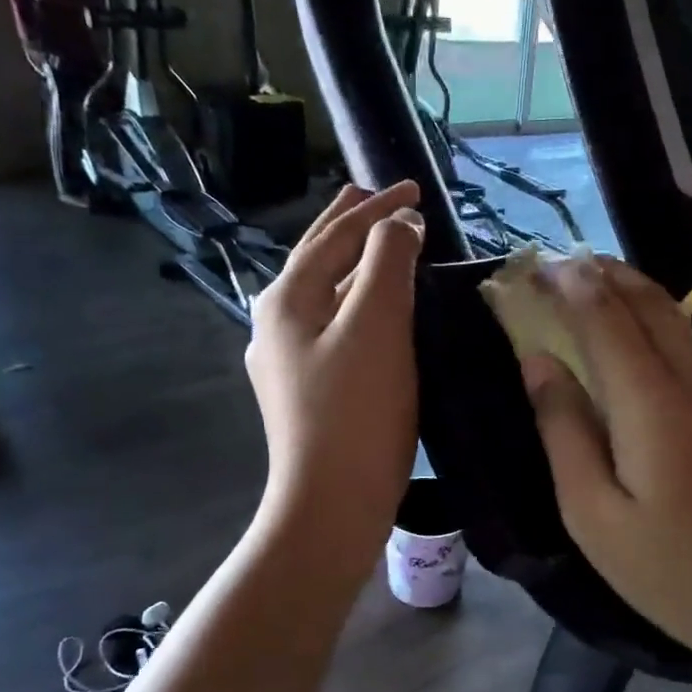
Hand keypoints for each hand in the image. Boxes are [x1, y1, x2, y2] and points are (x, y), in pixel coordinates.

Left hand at [245, 182, 423, 580]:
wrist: (331, 502)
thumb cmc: (356, 412)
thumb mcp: (377, 326)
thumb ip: (387, 264)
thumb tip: (399, 226)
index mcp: (287, 298)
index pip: (336, 235)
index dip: (377, 208)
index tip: (415, 189)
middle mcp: (276, 322)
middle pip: (317, 258)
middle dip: (350, 225)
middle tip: (378, 197)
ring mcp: (286, 360)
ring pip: (324, 295)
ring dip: (353, 266)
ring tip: (380, 249)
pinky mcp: (304, 391)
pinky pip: (332, 328)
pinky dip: (355, 305)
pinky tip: (371, 316)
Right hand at [519, 258, 691, 679]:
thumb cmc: (676, 573)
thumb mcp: (595, 516)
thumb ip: (565, 432)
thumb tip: (540, 363)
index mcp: (652, 402)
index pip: (603, 318)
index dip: (566, 286)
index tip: (532, 266)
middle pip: (648, 303)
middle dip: (603, 273)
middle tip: (559, 264)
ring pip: (677, 321)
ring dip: (632, 294)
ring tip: (591, 286)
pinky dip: (657, 325)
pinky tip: (639, 340)